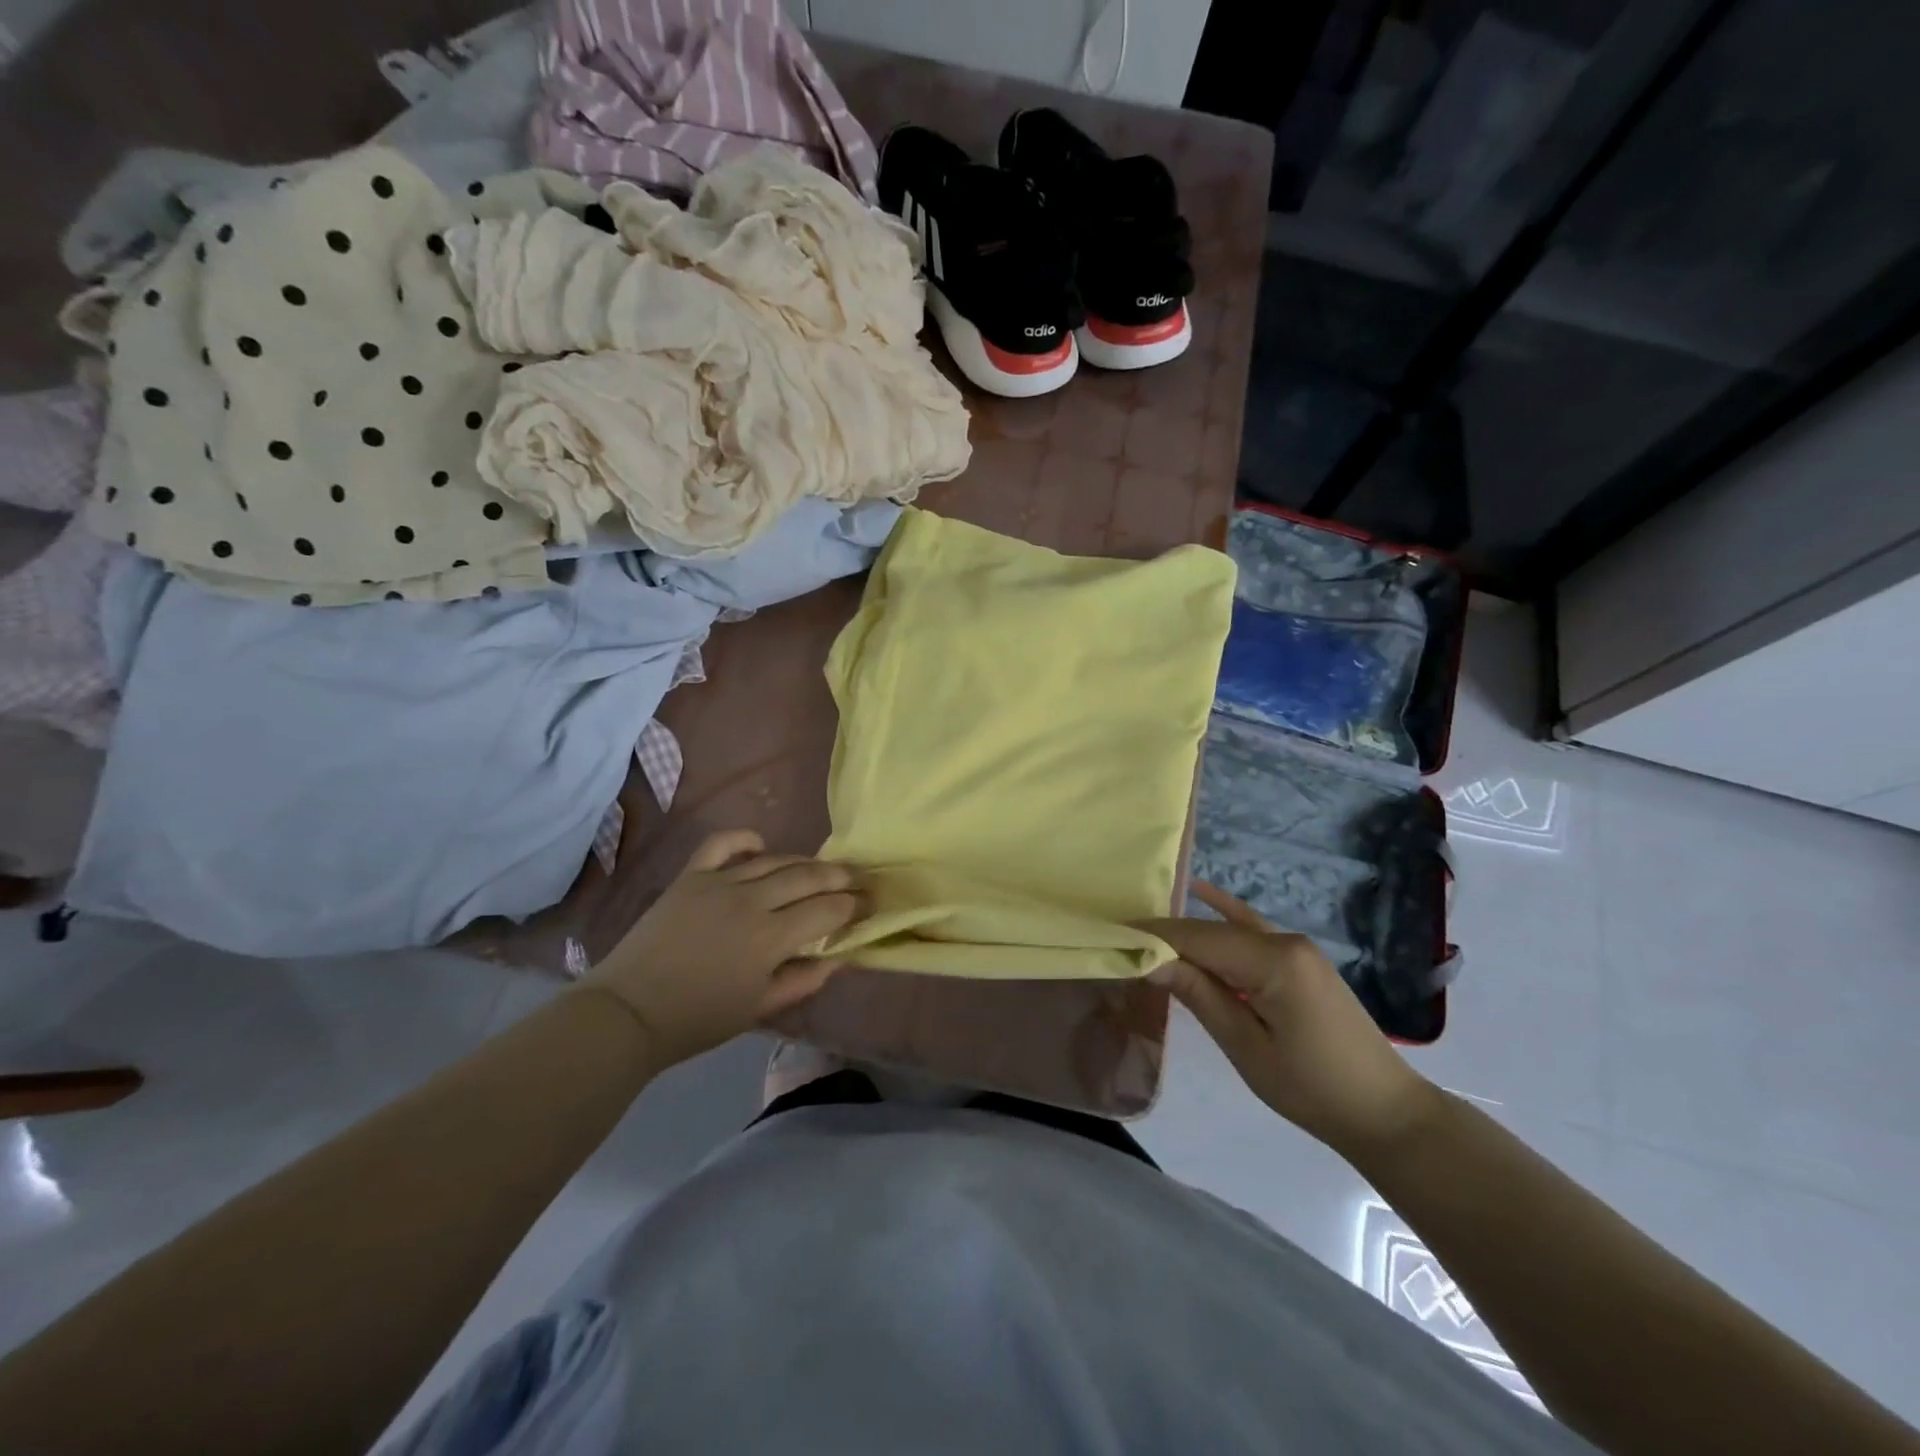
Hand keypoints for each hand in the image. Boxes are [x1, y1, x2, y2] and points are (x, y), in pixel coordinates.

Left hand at [584, 830, 859, 1067]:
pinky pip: (722, 843)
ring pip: (774, 860)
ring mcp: (718, 883)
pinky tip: (761, 844)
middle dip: (839, 877)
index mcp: (769, 938)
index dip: (854, 905)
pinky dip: (745, 838)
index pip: (827, 910)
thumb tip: (839, 957)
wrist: (629, 1011)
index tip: (869, 904)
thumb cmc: (698, 1018)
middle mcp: (750, 901)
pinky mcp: (691, 876)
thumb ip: (804, 979)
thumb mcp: (760, 1008)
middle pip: (807, 876)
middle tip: (856, 880)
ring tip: (820, 869)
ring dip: (804, 862)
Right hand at [1140, 882, 1437, 1157]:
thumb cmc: (1312, 1088)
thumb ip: (1200, 995)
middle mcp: (1284, 941)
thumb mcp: (1246, 1047)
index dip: (1153, 937)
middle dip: (1165, 936)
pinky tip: (1202, 892)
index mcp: (1273, 960)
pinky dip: (1225, 915)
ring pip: (1228, 930)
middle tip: (1118, 941)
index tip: (1110, 936)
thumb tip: (1150, 959)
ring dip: (1188, 933)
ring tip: (1143, 931)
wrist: (1385, 1112)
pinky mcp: (1299, 960)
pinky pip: (1253, 930)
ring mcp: (1295, 947)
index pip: (1197, 939)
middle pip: (1210, 931)